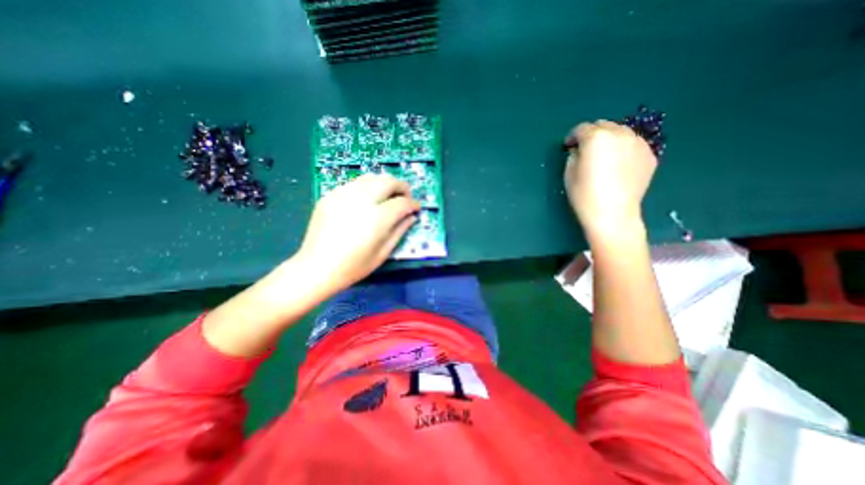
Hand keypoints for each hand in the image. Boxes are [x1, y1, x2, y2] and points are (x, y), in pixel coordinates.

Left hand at [296, 175, 421, 291]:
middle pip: (388, 181)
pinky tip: (367, 200)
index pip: (402, 202)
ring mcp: (343, 194)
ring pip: (371, 177)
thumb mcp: (382, 253)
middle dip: (402, 187)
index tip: (417, 208)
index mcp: (377, 218)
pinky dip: (367, 187)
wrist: (316, 267)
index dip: (413, 204)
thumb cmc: (353, 266)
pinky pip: (354, 183)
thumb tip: (411, 217)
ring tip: (388, 196)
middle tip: (405, 197)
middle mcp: (361, 200)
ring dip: (385, 184)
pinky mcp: (330, 195)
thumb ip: (399, 231)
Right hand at [562, 119, 655, 233]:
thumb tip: (579, 150)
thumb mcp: (569, 173)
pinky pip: (633, 145)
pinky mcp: (650, 155)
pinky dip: (623, 150)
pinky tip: (618, 166)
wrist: (613, 214)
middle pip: (603, 125)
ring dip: (609, 140)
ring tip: (604, 157)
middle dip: (591, 135)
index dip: (572, 137)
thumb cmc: (584, 195)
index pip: (581, 128)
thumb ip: (573, 155)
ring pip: (620, 132)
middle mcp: (620, 133)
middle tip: (586, 151)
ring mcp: (638, 143)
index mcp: (596, 137)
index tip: (569, 147)